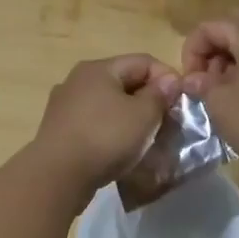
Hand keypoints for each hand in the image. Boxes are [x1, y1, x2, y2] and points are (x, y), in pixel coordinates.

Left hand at [31, 54, 180, 195]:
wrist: (57, 176)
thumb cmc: (105, 138)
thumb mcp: (143, 115)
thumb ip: (159, 95)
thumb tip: (169, 81)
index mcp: (98, 68)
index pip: (143, 61)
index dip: (167, 78)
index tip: (181, 103)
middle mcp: (78, 80)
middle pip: (124, 81)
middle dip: (149, 99)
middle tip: (167, 122)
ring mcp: (65, 105)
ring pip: (109, 104)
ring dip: (130, 117)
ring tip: (147, 138)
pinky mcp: (59, 130)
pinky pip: (94, 122)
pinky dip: (111, 131)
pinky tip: (120, 149)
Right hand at [180, 13, 238, 206]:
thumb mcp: (221, 105)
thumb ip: (202, 85)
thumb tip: (194, 79)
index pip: (210, 27)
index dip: (192, 52)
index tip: (190, 82)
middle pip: (235, 28)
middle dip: (214, 52)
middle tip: (207, 82)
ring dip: (234, 60)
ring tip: (227, 92)